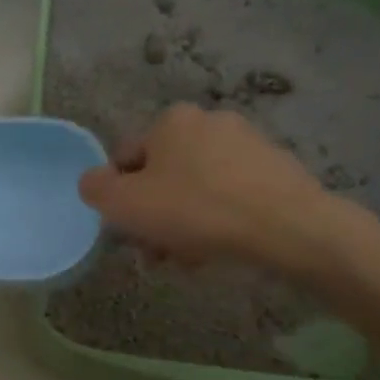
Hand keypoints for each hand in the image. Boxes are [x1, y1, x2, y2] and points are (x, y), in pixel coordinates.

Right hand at [78, 103, 343, 271]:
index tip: (131, 232)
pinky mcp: (276, 169)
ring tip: (190, 258)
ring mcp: (248, 143)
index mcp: (171, 121)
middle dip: (156, 215)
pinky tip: (221, 248)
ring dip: (185, 223)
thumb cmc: (196, 211)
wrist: (286, 227)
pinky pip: (231, 196)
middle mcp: (209, 121)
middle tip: (158, 253)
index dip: (121, 199)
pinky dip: (219, 220)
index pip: (126, 159)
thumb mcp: (125, 204)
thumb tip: (93, 182)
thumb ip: (96, 189)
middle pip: (164, 176)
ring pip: (198, 189)